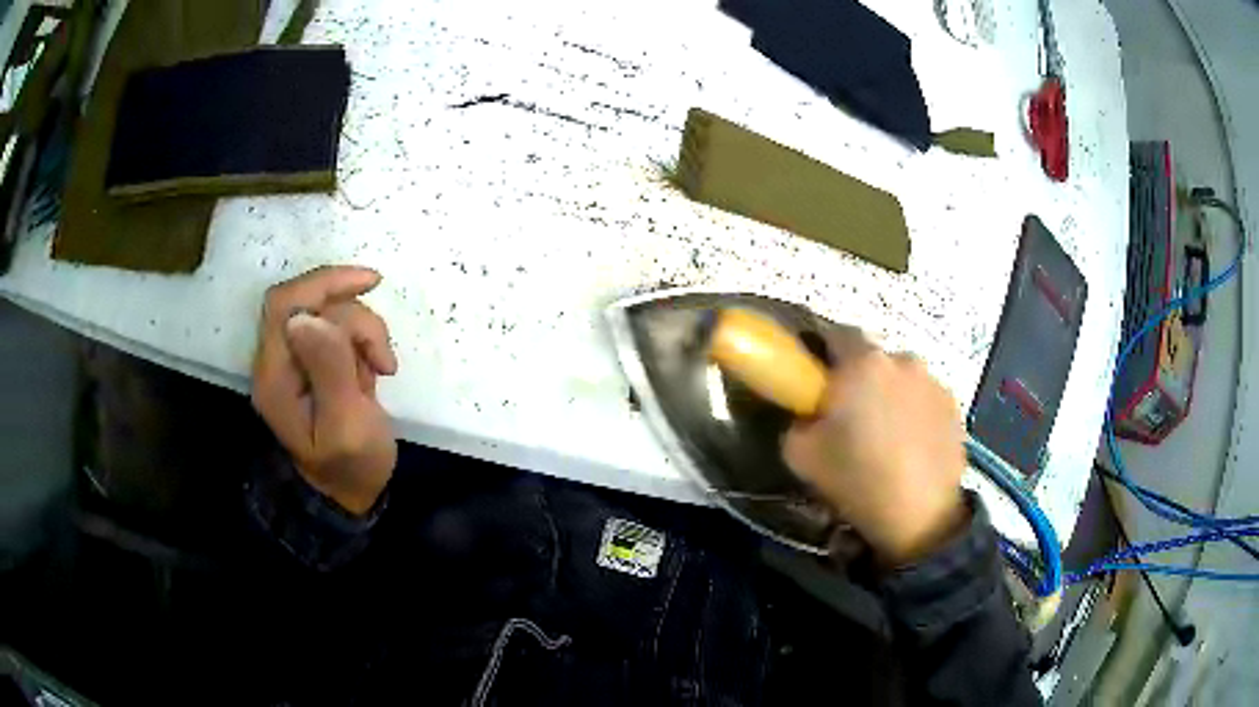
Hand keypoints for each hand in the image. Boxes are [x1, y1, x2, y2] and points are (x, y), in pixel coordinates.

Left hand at [252, 266, 397, 514]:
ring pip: (330, 313)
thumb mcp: (347, 426)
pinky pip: (339, 328)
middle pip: (311, 303)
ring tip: (381, 369)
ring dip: (364, 332)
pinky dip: (363, 340)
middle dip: (356, 320)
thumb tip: (309, 318)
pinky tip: (372, 368)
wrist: (352, 490)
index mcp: (274, 376)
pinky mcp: (313, 359)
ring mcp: (295, 359)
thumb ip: (328, 370)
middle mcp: (277, 361)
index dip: (323, 283)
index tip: (370, 283)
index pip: (285, 304)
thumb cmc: (352, 466)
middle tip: (383, 360)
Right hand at [784, 328, 967, 565]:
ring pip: (901, 378)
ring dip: (889, 394)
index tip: (816, 384)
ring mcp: (934, 380)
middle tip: (850, 416)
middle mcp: (902, 358)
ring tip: (886, 436)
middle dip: (858, 378)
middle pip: (871, 357)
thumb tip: (810, 413)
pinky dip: (914, 412)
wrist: (921, 517)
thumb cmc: (858, 480)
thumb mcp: (800, 455)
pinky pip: (924, 397)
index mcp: (862, 361)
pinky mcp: (954, 405)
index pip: (834, 333)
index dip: (821, 355)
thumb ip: (797, 420)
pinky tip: (910, 446)